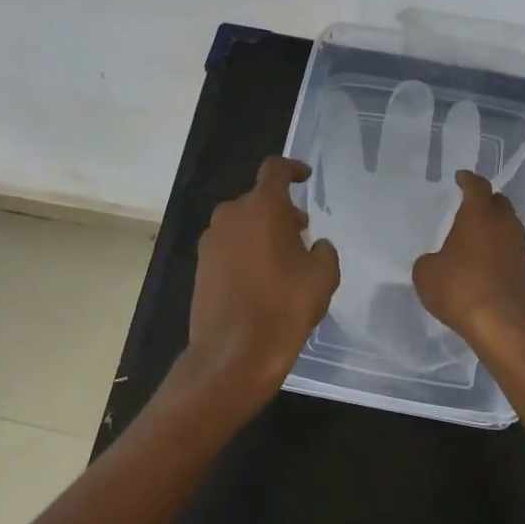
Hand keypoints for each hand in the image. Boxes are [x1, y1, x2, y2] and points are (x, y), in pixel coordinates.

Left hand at [176, 157, 340, 420]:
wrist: (233, 354)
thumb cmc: (284, 307)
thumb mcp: (323, 276)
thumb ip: (324, 250)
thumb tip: (315, 246)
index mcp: (262, 207)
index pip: (275, 169)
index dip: (292, 168)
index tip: (305, 178)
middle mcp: (231, 215)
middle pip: (258, 199)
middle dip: (281, 210)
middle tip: (301, 233)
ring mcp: (211, 241)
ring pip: (241, 223)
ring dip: (261, 231)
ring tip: (282, 259)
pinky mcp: (200, 266)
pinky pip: (228, 246)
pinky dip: (245, 250)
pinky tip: (260, 279)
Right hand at [412, 170, 524, 358]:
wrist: (500, 324)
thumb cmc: (459, 287)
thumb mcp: (426, 273)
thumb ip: (429, 260)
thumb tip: (436, 261)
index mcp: (479, 215)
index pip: (477, 187)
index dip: (468, 180)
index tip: (461, 177)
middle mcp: (503, 225)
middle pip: (499, 203)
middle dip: (486, 201)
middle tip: (471, 205)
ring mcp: (518, 248)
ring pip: (508, 227)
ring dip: (495, 227)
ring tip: (477, 234)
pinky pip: (510, 250)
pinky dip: (499, 250)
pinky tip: (485, 261)